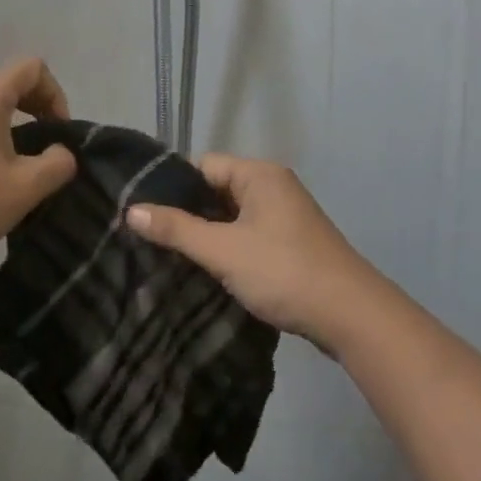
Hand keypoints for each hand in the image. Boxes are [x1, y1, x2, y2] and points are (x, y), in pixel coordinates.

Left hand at [0, 58, 76, 280]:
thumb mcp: (24, 188)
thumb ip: (57, 164)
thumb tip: (61, 154)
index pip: (32, 68)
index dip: (56, 95)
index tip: (59, 134)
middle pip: (10, 86)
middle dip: (38, 113)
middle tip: (48, 152)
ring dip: (15, 133)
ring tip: (21, 174)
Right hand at [125, 155, 380, 353]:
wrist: (350, 314)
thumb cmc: (283, 271)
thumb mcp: (223, 250)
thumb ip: (177, 229)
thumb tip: (131, 210)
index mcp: (259, 174)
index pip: (203, 165)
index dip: (173, 187)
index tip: (144, 213)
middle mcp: (273, 185)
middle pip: (217, 190)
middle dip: (188, 214)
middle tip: (152, 239)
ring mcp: (285, 215)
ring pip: (232, 216)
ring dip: (208, 235)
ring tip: (171, 257)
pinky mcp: (291, 242)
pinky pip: (248, 235)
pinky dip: (229, 248)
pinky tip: (207, 271)